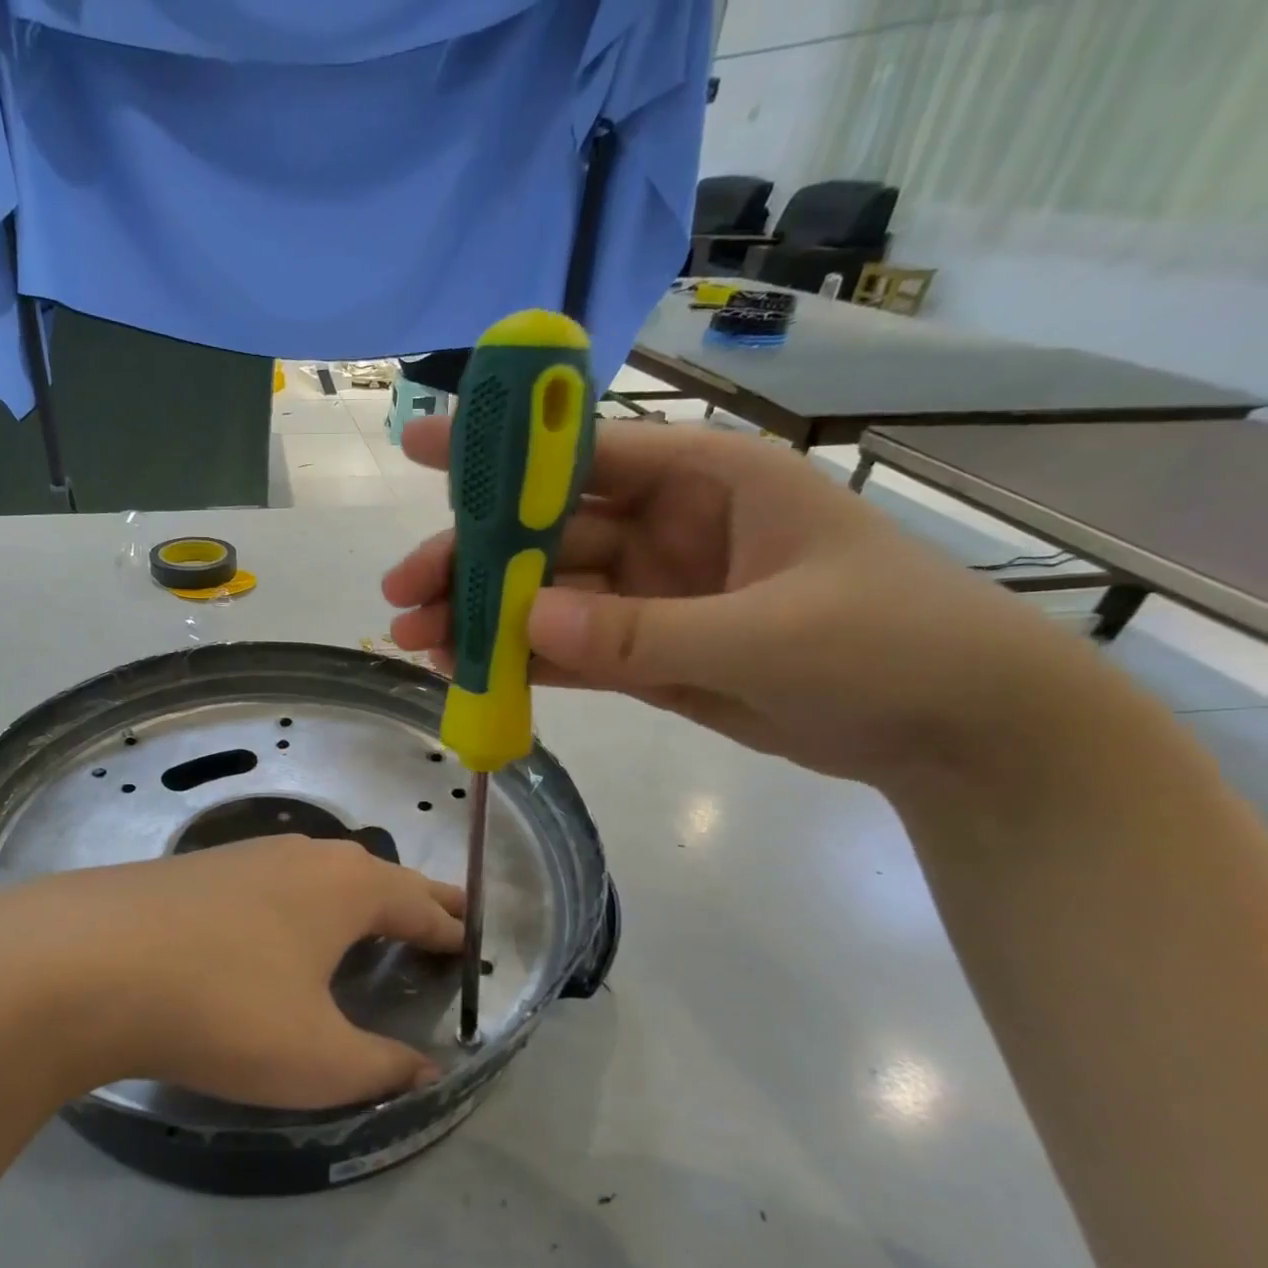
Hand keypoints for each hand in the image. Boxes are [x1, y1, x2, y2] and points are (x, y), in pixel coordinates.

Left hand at [0, 837, 463, 1110]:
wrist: (87, 962)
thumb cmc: (225, 1008)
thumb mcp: (315, 1059)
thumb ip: (380, 1068)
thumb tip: (428, 1072)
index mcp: (349, 888)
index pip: (421, 904)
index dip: (451, 928)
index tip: (472, 942)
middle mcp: (305, 856)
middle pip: (379, 876)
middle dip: (415, 899)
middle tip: (442, 916)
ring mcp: (248, 854)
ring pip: (323, 872)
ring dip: (355, 895)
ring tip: (368, 919)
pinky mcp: (202, 868)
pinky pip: (277, 880)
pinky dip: (304, 900)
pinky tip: (282, 924)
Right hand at [384, 416, 1103, 789]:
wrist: (954, 734)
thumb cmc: (890, 647)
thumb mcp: (770, 633)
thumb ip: (642, 631)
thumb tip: (525, 623)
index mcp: (706, 481)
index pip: (584, 450)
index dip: (501, 450)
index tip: (419, 447)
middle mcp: (668, 529)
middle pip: (547, 535)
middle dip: (471, 560)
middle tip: (399, 594)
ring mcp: (653, 596)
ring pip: (547, 597)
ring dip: (482, 617)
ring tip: (413, 643)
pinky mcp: (648, 653)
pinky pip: (570, 651)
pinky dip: (521, 662)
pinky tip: (467, 672)